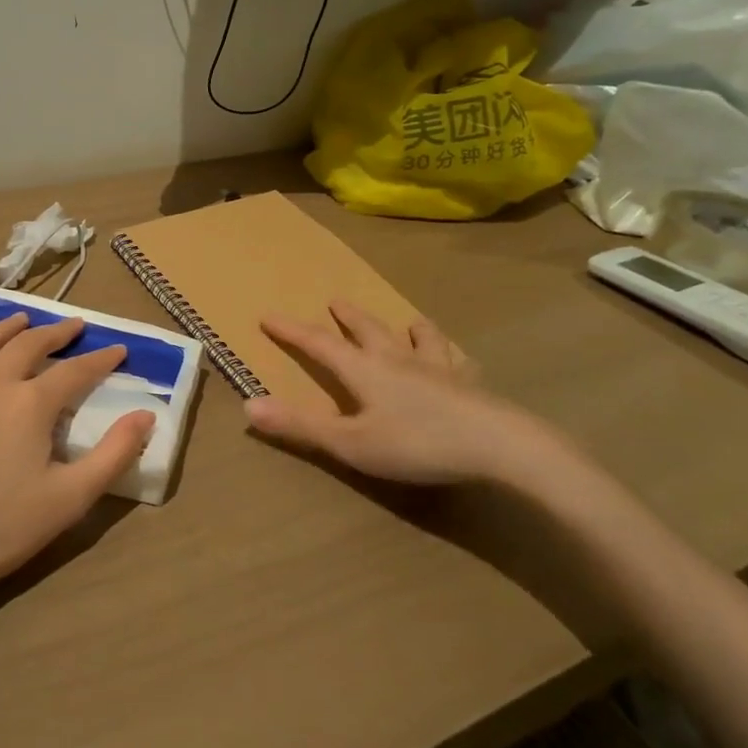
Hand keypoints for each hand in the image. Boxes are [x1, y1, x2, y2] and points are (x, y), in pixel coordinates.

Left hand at [0, 314, 152, 600]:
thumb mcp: (70, 498)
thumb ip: (114, 454)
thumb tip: (146, 415)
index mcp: (32, 403)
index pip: (76, 371)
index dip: (101, 359)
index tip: (118, 349)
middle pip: (30, 346)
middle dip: (57, 333)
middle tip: (74, 326)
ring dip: (8, 327)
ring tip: (23, 320)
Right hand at [244, 302, 575, 487]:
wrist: (498, 446)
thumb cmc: (416, 444)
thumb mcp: (350, 443)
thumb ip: (300, 426)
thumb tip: (249, 406)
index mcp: (364, 370)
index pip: (318, 344)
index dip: (291, 330)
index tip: (267, 315)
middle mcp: (398, 359)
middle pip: (367, 331)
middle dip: (347, 318)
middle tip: (335, 301)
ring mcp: (437, 368)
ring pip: (417, 338)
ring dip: (405, 328)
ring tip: (407, 321)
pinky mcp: (469, 384)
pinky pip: (457, 361)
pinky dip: (450, 354)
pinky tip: (458, 357)